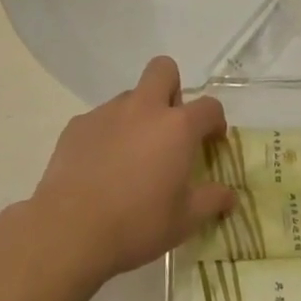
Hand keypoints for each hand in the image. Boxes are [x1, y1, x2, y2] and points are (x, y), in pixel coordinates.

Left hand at [29, 56, 235, 289]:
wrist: (70, 230)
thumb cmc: (137, 224)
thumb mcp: (184, 221)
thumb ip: (212, 201)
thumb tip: (231, 196)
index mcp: (177, 127)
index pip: (209, 106)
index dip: (215, 122)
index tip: (212, 142)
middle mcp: (144, 108)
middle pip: (163, 70)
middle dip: (172, 89)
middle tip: (170, 127)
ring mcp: (107, 112)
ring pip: (130, 97)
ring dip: (138, 116)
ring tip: (131, 157)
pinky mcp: (78, 124)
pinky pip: (100, 119)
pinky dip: (107, 134)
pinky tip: (101, 168)